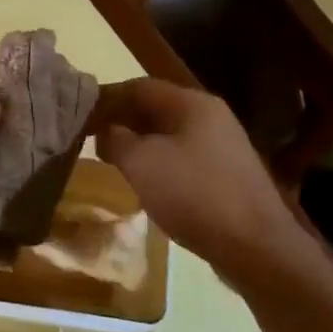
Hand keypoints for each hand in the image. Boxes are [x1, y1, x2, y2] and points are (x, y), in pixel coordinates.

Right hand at [91, 79, 307, 286]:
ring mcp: (222, 146)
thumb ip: (115, 139)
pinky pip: (182, 158)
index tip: (78, 116)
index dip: (106, 98)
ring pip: (169, 135)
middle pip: (155, 108)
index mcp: (192, 104)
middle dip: (121, 121)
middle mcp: (211, 116)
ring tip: (111, 161)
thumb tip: (105, 130)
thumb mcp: (141, 163)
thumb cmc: (193, 194)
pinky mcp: (226, 174)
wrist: (254, 245)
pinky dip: (157, 163)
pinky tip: (144, 183)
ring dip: (138, 144)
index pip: (139, 86)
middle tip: (89, 139)